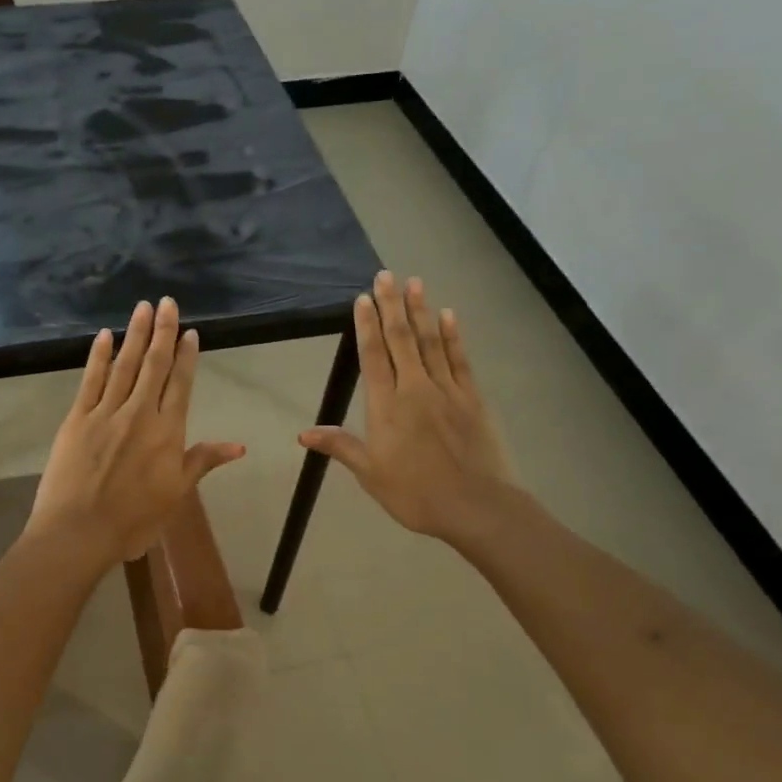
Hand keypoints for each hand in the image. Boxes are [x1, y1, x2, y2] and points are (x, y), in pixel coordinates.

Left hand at [26, 298, 245, 566]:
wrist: (79, 531)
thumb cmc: (133, 520)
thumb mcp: (176, 494)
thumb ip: (202, 461)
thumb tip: (239, 445)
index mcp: (167, 432)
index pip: (180, 385)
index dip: (187, 356)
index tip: (191, 332)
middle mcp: (139, 413)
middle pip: (154, 365)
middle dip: (163, 332)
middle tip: (167, 302)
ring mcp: (106, 412)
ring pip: (124, 365)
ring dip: (135, 335)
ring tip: (143, 308)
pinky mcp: (77, 418)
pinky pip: (90, 380)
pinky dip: (98, 356)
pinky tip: (104, 336)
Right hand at [299, 271, 516, 544]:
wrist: (478, 507)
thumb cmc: (417, 494)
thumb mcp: (371, 474)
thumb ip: (341, 446)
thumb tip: (303, 434)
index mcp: (387, 407)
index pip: (373, 357)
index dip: (366, 326)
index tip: (362, 298)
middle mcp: (415, 389)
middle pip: (401, 339)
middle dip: (391, 306)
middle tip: (386, 275)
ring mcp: (447, 390)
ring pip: (430, 342)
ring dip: (420, 311)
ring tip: (414, 283)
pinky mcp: (473, 397)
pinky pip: (459, 359)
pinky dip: (452, 336)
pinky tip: (447, 315)